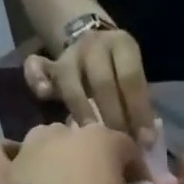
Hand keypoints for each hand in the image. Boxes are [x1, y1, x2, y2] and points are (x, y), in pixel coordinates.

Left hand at [0, 123, 157, 183]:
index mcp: (103, 141)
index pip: (128, 149)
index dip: (137, 171)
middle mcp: (65, 132)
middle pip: (86, 142)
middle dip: (94, 163)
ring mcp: (30, 145)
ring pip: (46, 139)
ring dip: (55, 155)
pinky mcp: (2, 165)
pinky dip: (3, 154)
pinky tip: (11, 165)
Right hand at [25, 28, 154, 139]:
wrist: (90, 38)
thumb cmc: (119, 73)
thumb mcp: (133, 79)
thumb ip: (138, 105)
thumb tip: (146, 142)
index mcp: (123, 45)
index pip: (131, 78)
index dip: (138, 111)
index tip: (144, 142)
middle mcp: (95, 45)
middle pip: (102, 82)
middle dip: (113, 117)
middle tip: (118, 145)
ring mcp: (69, 53)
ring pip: (71, 81)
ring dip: (82, 110)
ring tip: (90, 138)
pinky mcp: (49, 64)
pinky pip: (37, 68)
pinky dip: (37, 80)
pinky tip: (45, 95)